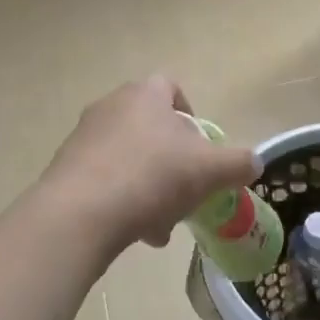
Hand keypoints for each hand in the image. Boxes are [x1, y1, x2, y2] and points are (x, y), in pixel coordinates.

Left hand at [40, 76, 259, 257]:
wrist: (81, 212)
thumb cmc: (153, 176)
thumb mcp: (210, 170)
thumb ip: (238, 163)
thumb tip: (254, 163)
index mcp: (144, 94)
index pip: (170, 88)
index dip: (190, 113)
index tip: (200, 145)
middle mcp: (110, 106)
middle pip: (150, 128)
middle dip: (172, 161)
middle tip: (185, 190)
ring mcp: (84, 137)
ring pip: (129, 158)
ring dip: (149, 186)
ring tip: (161, 223)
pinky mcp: (65, 168)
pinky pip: (104, 180)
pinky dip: (123, 201)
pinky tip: (136, 232)